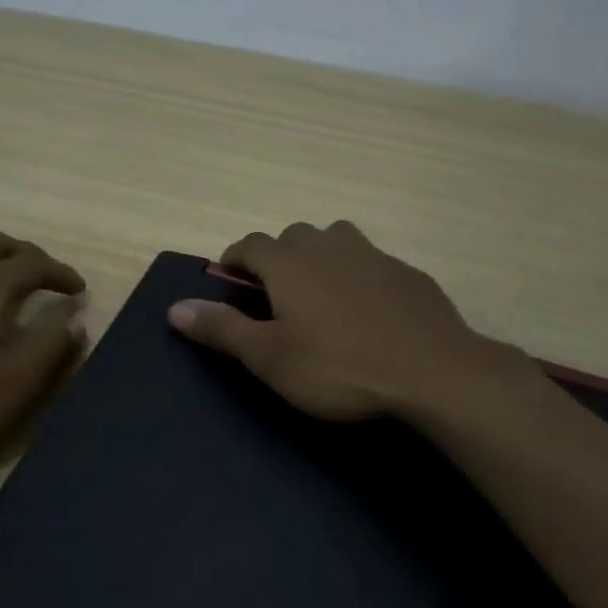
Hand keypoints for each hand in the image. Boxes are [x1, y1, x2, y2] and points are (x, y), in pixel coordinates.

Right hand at [167, 221, 519, 421]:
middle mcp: (330, 247)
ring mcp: (374, 256)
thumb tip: (174, 307)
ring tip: (319, 293)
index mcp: (290, 264)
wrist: (433, 372)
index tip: (228, 278)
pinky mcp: (408, 274)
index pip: (251, 244)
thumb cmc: (338, 368)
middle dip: (277, 255)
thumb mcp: (269, 358)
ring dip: (319, 256)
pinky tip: (366, 310)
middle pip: (294, 235)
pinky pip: (371, 262)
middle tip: (274, 292)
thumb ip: (222, 329)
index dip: (234, 258)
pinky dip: (357, 274)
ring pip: (337, 240)